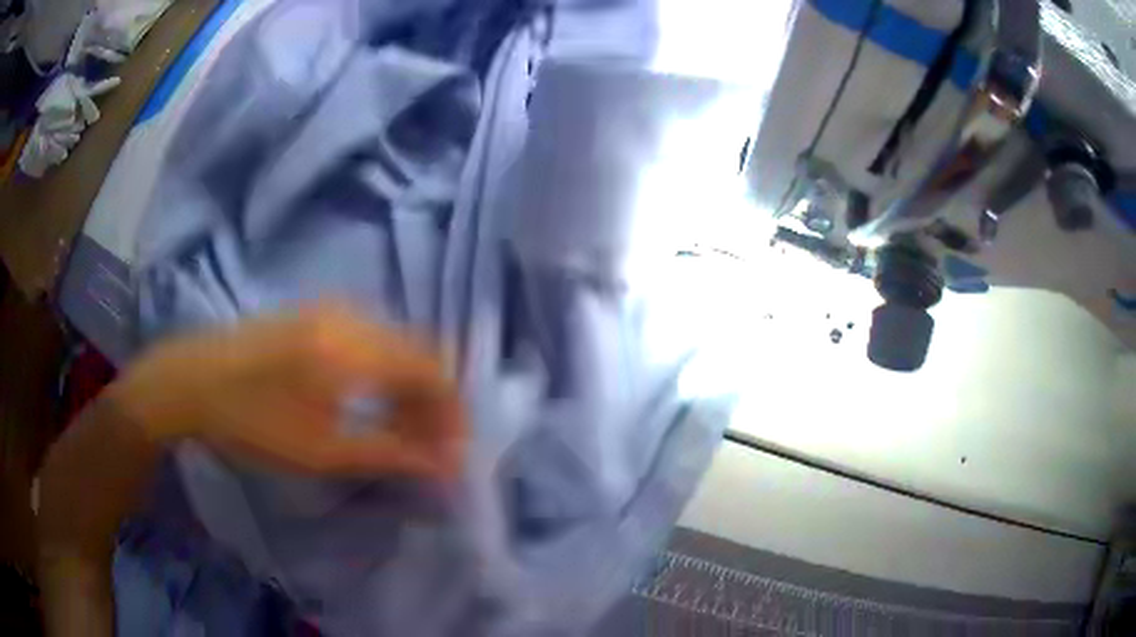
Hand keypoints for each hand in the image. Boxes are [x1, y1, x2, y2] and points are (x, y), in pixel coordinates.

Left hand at [108, 304, 465, 478]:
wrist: (191, 381)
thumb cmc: (251, 422)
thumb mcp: (321, 450)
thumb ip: (389, 453)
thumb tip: (443, 464)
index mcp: (352, 348)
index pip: (431, 371)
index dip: (451, 413)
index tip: (452, 453)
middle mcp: (351, 316)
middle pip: (418, 352)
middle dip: (433, 403)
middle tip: (430, 447)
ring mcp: (331, 309)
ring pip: (395, 343)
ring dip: (408, 387)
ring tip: (403, 430)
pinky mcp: (314, 313)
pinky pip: (370, 338)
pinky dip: (383, 371)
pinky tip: (371, 400)